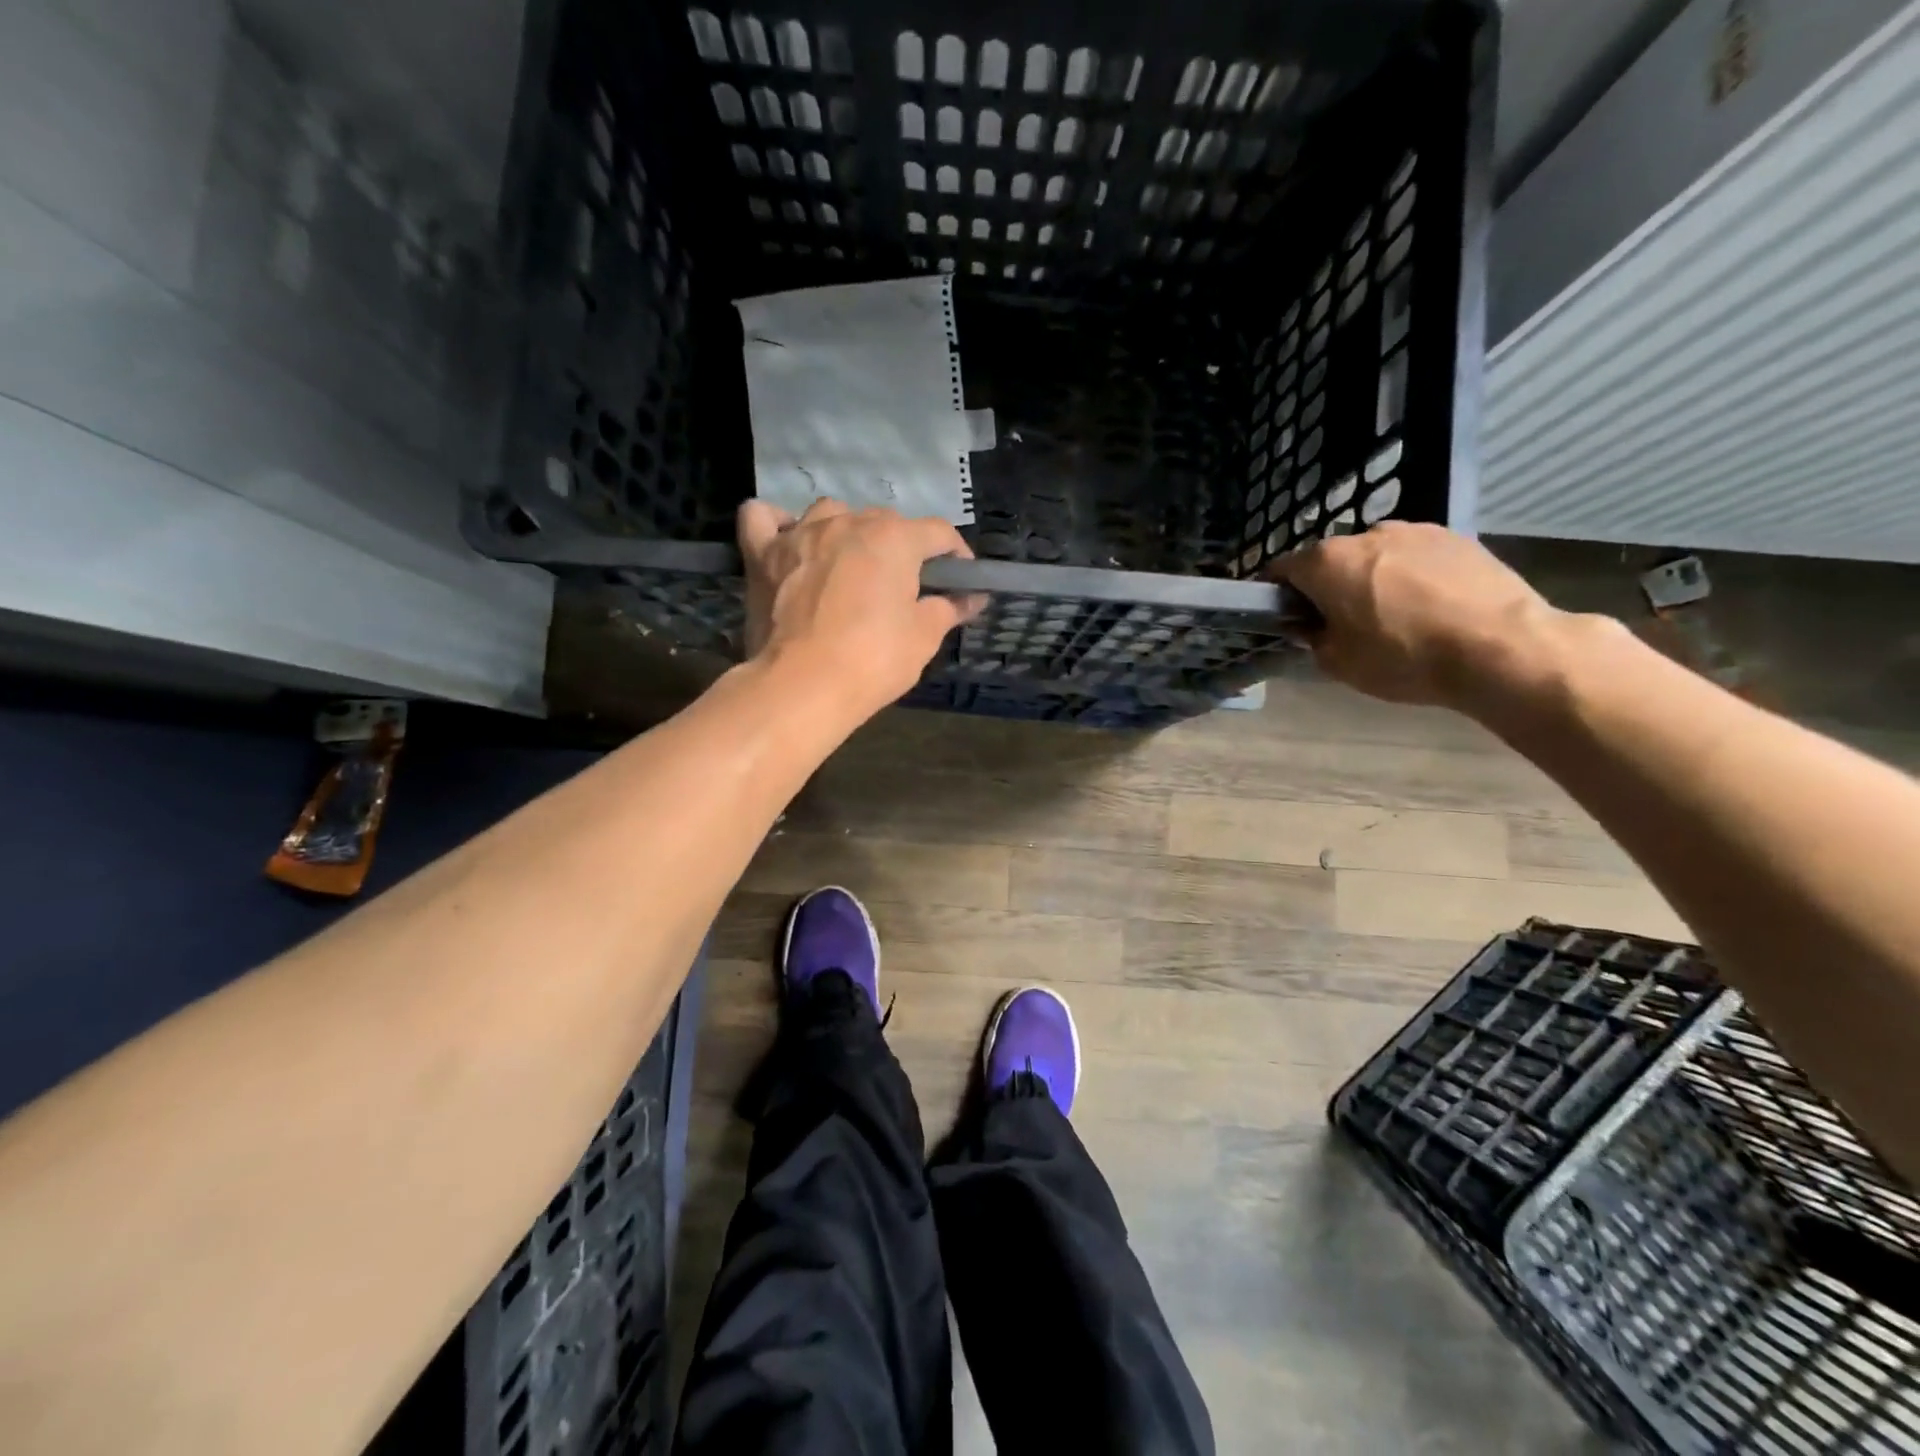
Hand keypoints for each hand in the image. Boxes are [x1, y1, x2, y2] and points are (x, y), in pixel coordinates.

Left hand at [737, 497, 983, 717]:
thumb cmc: (872, 660)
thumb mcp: (924, 637)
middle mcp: (847, 522)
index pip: (938, 533)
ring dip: (846, 532)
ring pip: (830, 512)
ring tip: (849, 565)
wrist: (802, 686)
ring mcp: (800, 534)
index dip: (955, 556)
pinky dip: (777, 525)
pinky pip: (763, 519)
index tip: (960, 581)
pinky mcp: (762, 554)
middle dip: (901, 548)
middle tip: (904, 589)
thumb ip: (949, 608)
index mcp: (893, 538)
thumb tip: (971, 598)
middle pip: (884, 522)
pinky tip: (788, 542)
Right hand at [1273, 522, 1565, 710]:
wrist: (1500, 647)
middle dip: (1328, 586)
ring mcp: (1414, 531)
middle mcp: (1365, 534)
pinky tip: (1430, 608)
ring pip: (1375, 555)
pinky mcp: (1456, 537)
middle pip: (1330, 560)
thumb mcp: (1338, 664)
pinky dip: (1411, 576)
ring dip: (1372, 578)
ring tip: (1394, 616)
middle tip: (1343, 623)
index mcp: (1326, 562)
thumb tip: (1313, 626)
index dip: (1278, 594)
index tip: (1288, 617)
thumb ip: (1314, 639)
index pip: (1281, 570)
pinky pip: (1415, 557)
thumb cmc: (1403, 657)